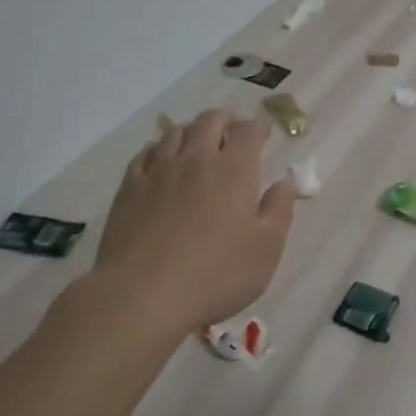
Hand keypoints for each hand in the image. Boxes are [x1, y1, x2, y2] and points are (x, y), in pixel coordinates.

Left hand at [91, 109, 297, 331]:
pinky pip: (146, 153)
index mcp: (234, 170)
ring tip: (199, 142)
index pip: (248, 130)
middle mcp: (196, 159)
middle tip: (233, 130)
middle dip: (226, 120)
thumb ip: (279, 210)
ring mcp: (159, 171)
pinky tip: (161, 160)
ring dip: (193, 130)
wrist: (141, 295)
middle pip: (210, 121)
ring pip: (176, 132)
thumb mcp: (266, 250)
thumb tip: (286, 183)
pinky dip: (160, 148)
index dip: (258, 126)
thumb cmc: (215, 275)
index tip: (263, 133)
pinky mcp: (129, 188)